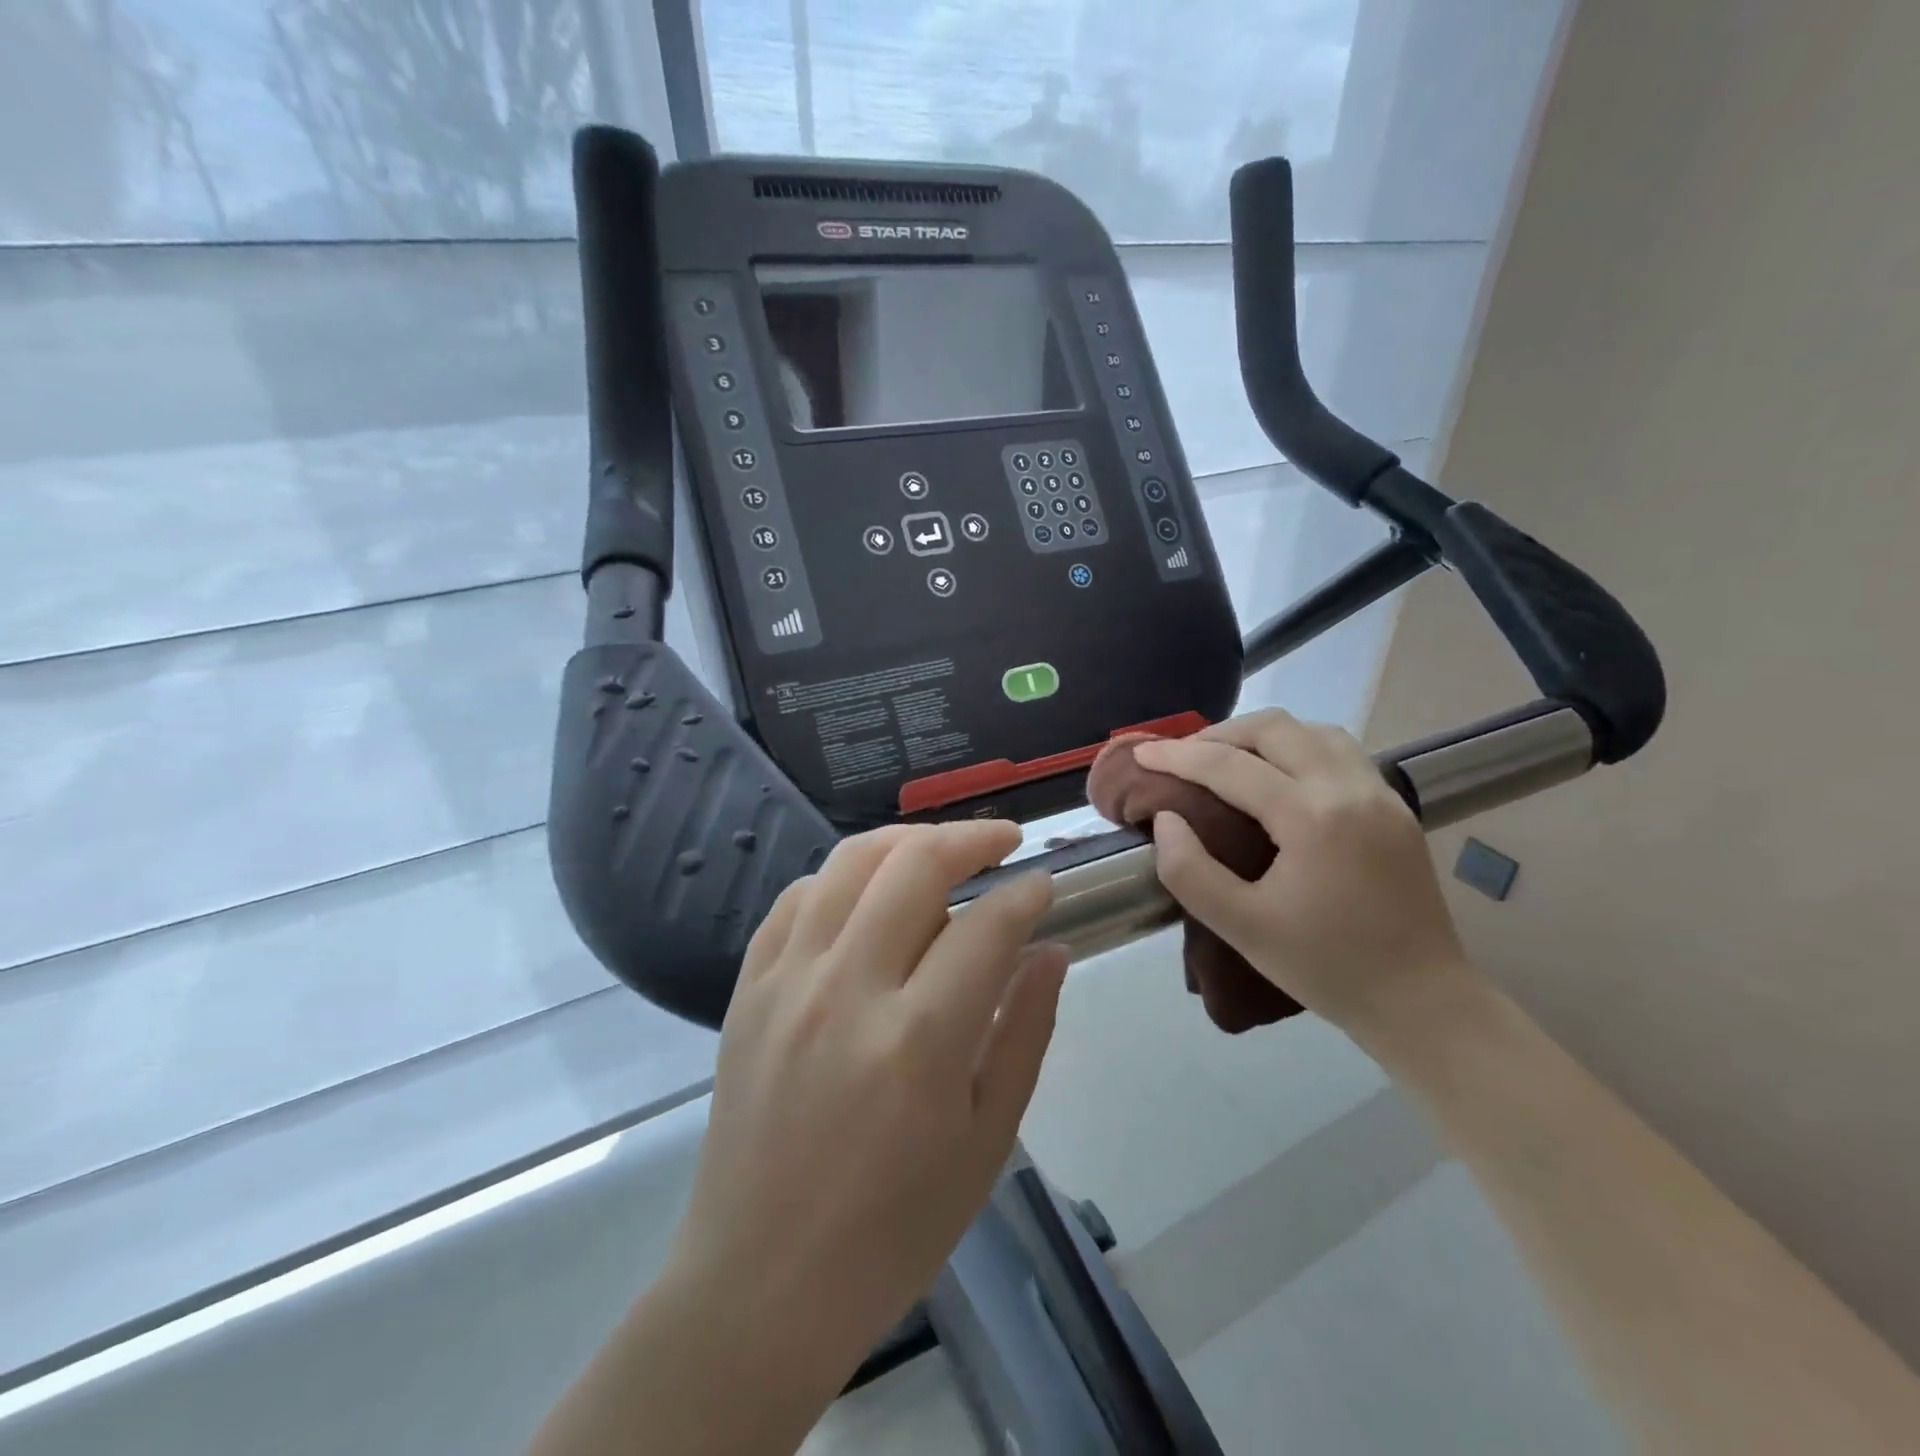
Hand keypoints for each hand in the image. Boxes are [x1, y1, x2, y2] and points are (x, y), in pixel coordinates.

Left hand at [666, 821, 1069, 1376]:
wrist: (761, 1284)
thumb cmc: (894, 1229)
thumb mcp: (988, 1140)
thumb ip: (1025, 1030)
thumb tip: (1050, 950)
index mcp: (919, 1040)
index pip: (987, 926)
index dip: (1026, 894)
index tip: (1045, 885)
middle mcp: (848, 990)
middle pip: (914, 865)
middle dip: (971, 837)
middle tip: (1002, 842)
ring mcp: (788, 981)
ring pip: (850, 863)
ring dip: (905, 841)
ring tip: (939, 851)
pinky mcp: (749, 987)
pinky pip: (797, 898)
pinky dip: (841, 879)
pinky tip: (867, 895)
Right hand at [1133, 710, 1466, 1032]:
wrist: (1422, 1002)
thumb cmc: (1326, 968)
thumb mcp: (1242, 928)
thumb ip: (1190, 870)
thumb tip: (1166, 819)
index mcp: (1312, 817)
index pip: (1229, 766)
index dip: (1177, 756)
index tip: (1141, 754)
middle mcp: (1350, 789)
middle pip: (1274, 728)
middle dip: (1218, 734)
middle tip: (1181, 757)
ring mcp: (1380, 794)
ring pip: (1312, 731)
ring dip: (1262, 735)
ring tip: (1227, 759)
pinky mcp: (1395, 807)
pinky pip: (1339, 751)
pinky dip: (1297, 747)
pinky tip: (1279, 776)